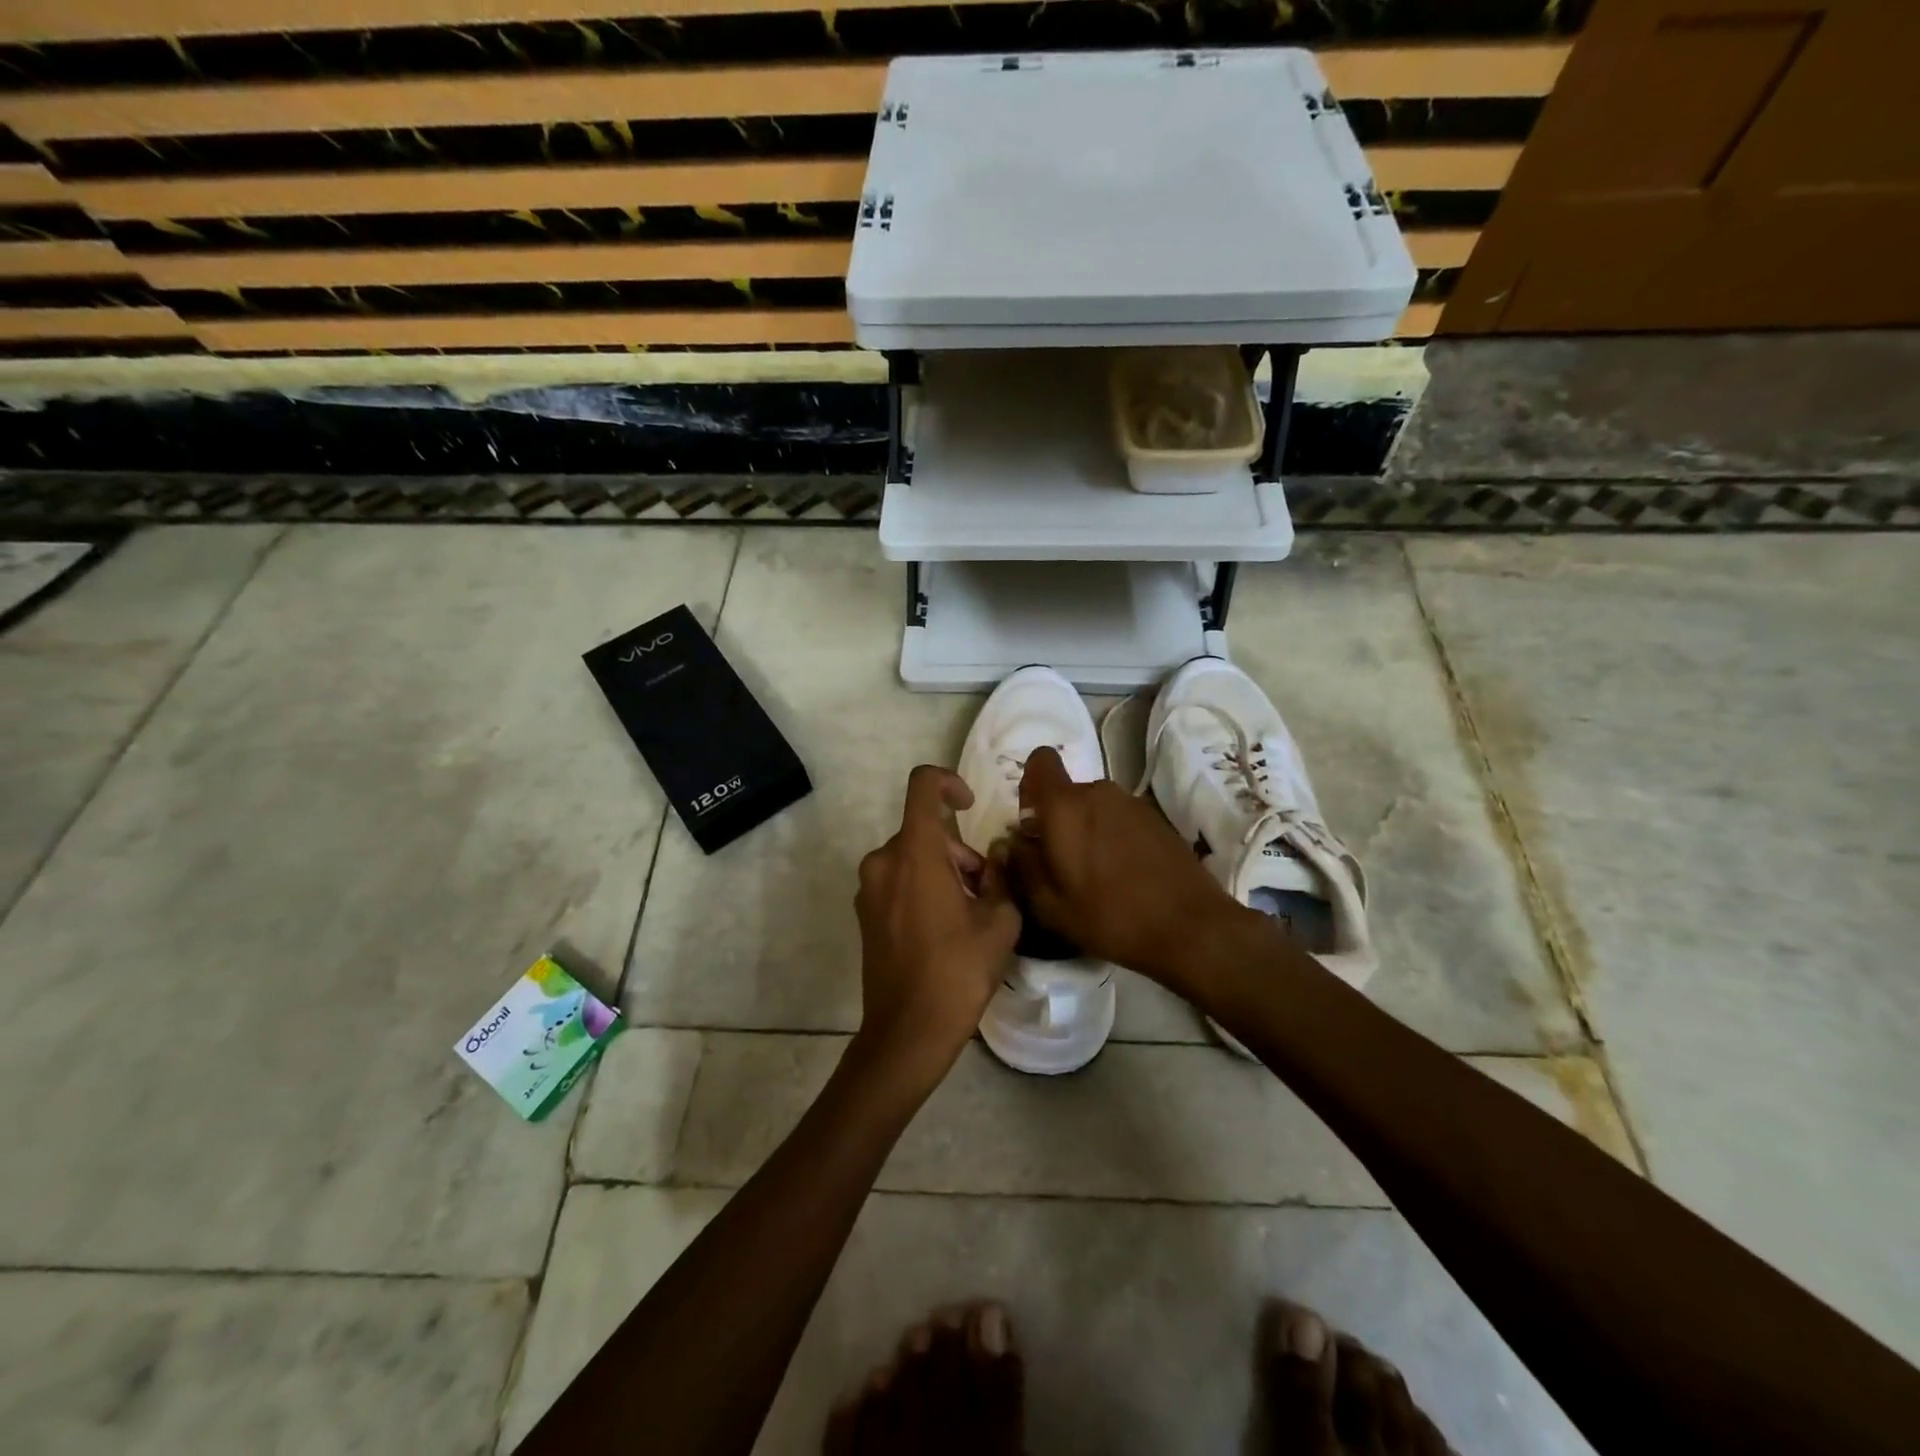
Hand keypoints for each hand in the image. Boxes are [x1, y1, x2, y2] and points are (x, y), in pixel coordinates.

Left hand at [853, 765, 1020, 1087]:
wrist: (907, 1031)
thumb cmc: (957, 972)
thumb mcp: (999, 922)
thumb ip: (1002, 877)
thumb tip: (996, 856)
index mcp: (915, 853)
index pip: (922, 785)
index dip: (948, 782)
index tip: (970, 806)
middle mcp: (884, 860)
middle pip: (925, 831)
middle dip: (959, 851)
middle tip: (986, 889)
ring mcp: (869, 887)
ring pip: (912, 856)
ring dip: (943, 870)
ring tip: (969, 913)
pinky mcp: (865, 911)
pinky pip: (897, 879)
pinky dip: (922, 886)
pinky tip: (943, 927)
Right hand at [1004, 747, 1237, 991]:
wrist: (1190, 927)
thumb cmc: (1109, 916)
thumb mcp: (1050, 905)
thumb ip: (1023, 866)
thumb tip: (1013, 843)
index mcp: (1065, 806)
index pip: (1040, 761)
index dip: (1031, 785)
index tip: (1034, 822)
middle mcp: (1098, 792)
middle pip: (1067, 793)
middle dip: (1059, 821)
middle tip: (1062, 865)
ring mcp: (1132, 803)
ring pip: (1095, 807)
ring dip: (1088, 831)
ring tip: (1096, 875)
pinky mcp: (1157, 818)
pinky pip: (1120, 819)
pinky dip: (1114, 838)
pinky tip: (1124, 876)